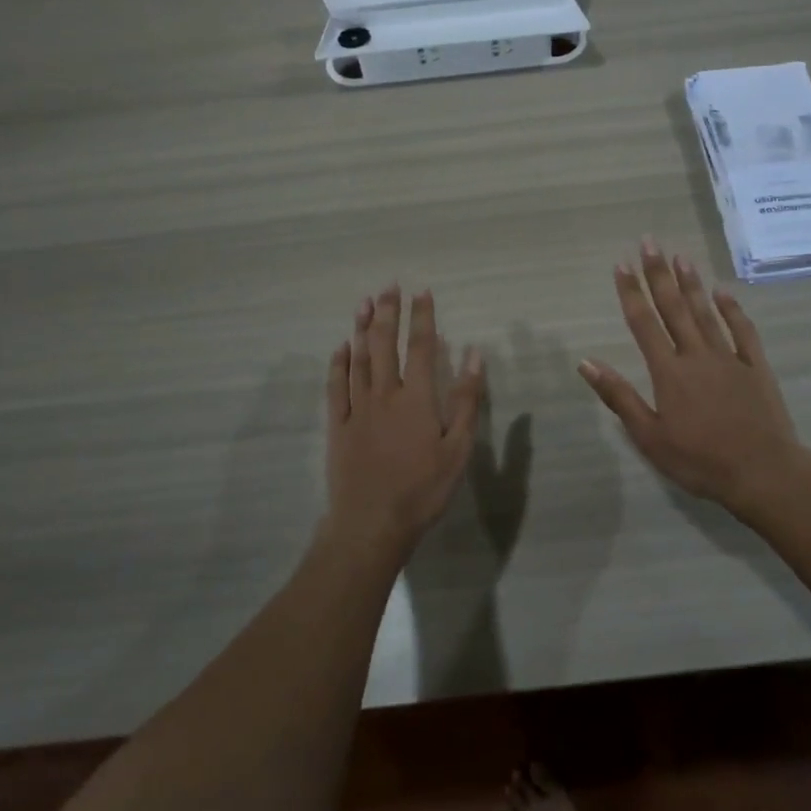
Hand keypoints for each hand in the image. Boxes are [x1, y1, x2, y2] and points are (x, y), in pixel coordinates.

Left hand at [324, 285, 483, 561]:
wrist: (371, 523)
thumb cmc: (422, 489)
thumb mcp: (458, 449)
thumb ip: (465, 400)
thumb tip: (474, 355)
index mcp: (416, 398)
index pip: (420, 347)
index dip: (422, 317)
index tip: (422, 292)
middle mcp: (384, 394)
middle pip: (384, 345)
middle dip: (388, 313)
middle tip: (388, 286)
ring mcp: (357, 408)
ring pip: (358, 359)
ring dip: (361, 329)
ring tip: (364, 303)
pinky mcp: (338, 426)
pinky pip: (336, 387)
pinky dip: (338, 364)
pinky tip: (340, 348)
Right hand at [579, 239, 810, 515]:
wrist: (764, 473)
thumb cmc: (700, 460)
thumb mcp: (650, 437)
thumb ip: (619, 397)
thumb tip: (586, 363)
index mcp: (669, 372)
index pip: (644, 324)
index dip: (631, 293)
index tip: (621, 265)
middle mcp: (696, 355)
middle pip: (673, 308)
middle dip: (659, 274)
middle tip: (649, 242)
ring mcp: (729, 358)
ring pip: (705, 312)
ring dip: (691, 283)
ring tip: (680, 256)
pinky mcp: (756, 367)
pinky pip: (742, 331)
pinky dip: (732, 309)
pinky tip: (723, 291)